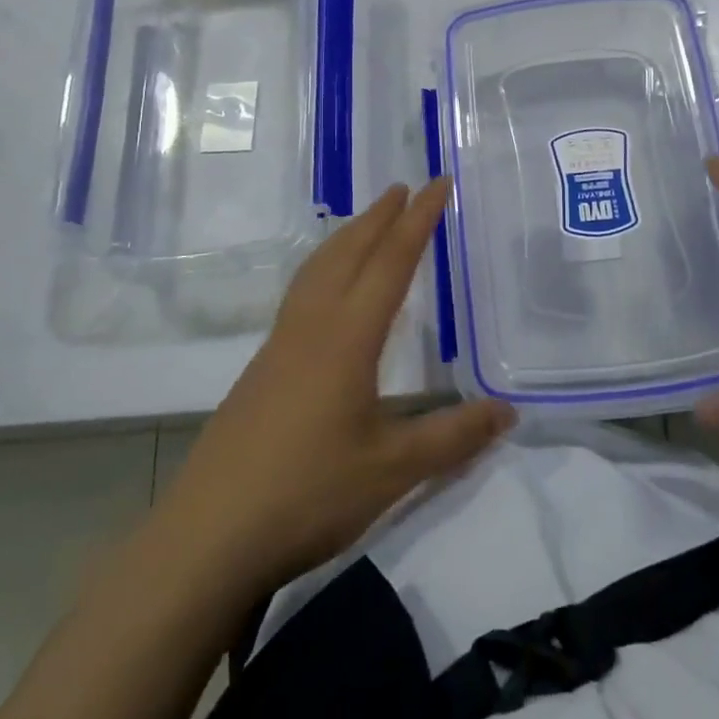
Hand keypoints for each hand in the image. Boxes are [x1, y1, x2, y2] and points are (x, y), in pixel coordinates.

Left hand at [151, 180, 514, 598]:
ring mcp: (280, 345)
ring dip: (347, 237)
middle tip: (404, 187)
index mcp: (348, 336)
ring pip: (317, 269)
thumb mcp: (393, 470)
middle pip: (348, 252)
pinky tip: (327, 290)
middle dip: (379, 216)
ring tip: (367, 222)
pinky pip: (301, 293)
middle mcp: (312, 326)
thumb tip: (509, 411)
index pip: (392, 263)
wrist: (209, 535)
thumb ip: (453, 437)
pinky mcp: (262, 368)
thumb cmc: (307, 494)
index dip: (419, 221)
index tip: (438, 184)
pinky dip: (324, 267)